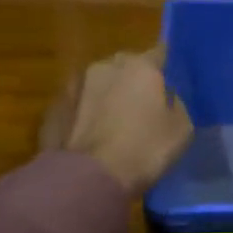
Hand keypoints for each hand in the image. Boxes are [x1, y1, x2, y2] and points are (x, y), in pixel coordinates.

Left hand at [41, 44, 192, 195]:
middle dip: (133, 81)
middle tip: (143, 105)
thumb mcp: (181, 129)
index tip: (171, 83)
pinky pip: (78, 106)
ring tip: (114, 123)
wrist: (87, 179)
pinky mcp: (51, 109)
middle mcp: (104, 66)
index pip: (159, 53)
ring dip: (107, 96)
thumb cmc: (144, 150)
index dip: (166, 68)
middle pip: (125, 66)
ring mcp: (73, 86)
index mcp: (140, 66)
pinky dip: (86, 115)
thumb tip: (166, 98)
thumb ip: (175, 104)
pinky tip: (92, 137)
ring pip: (97, 84)